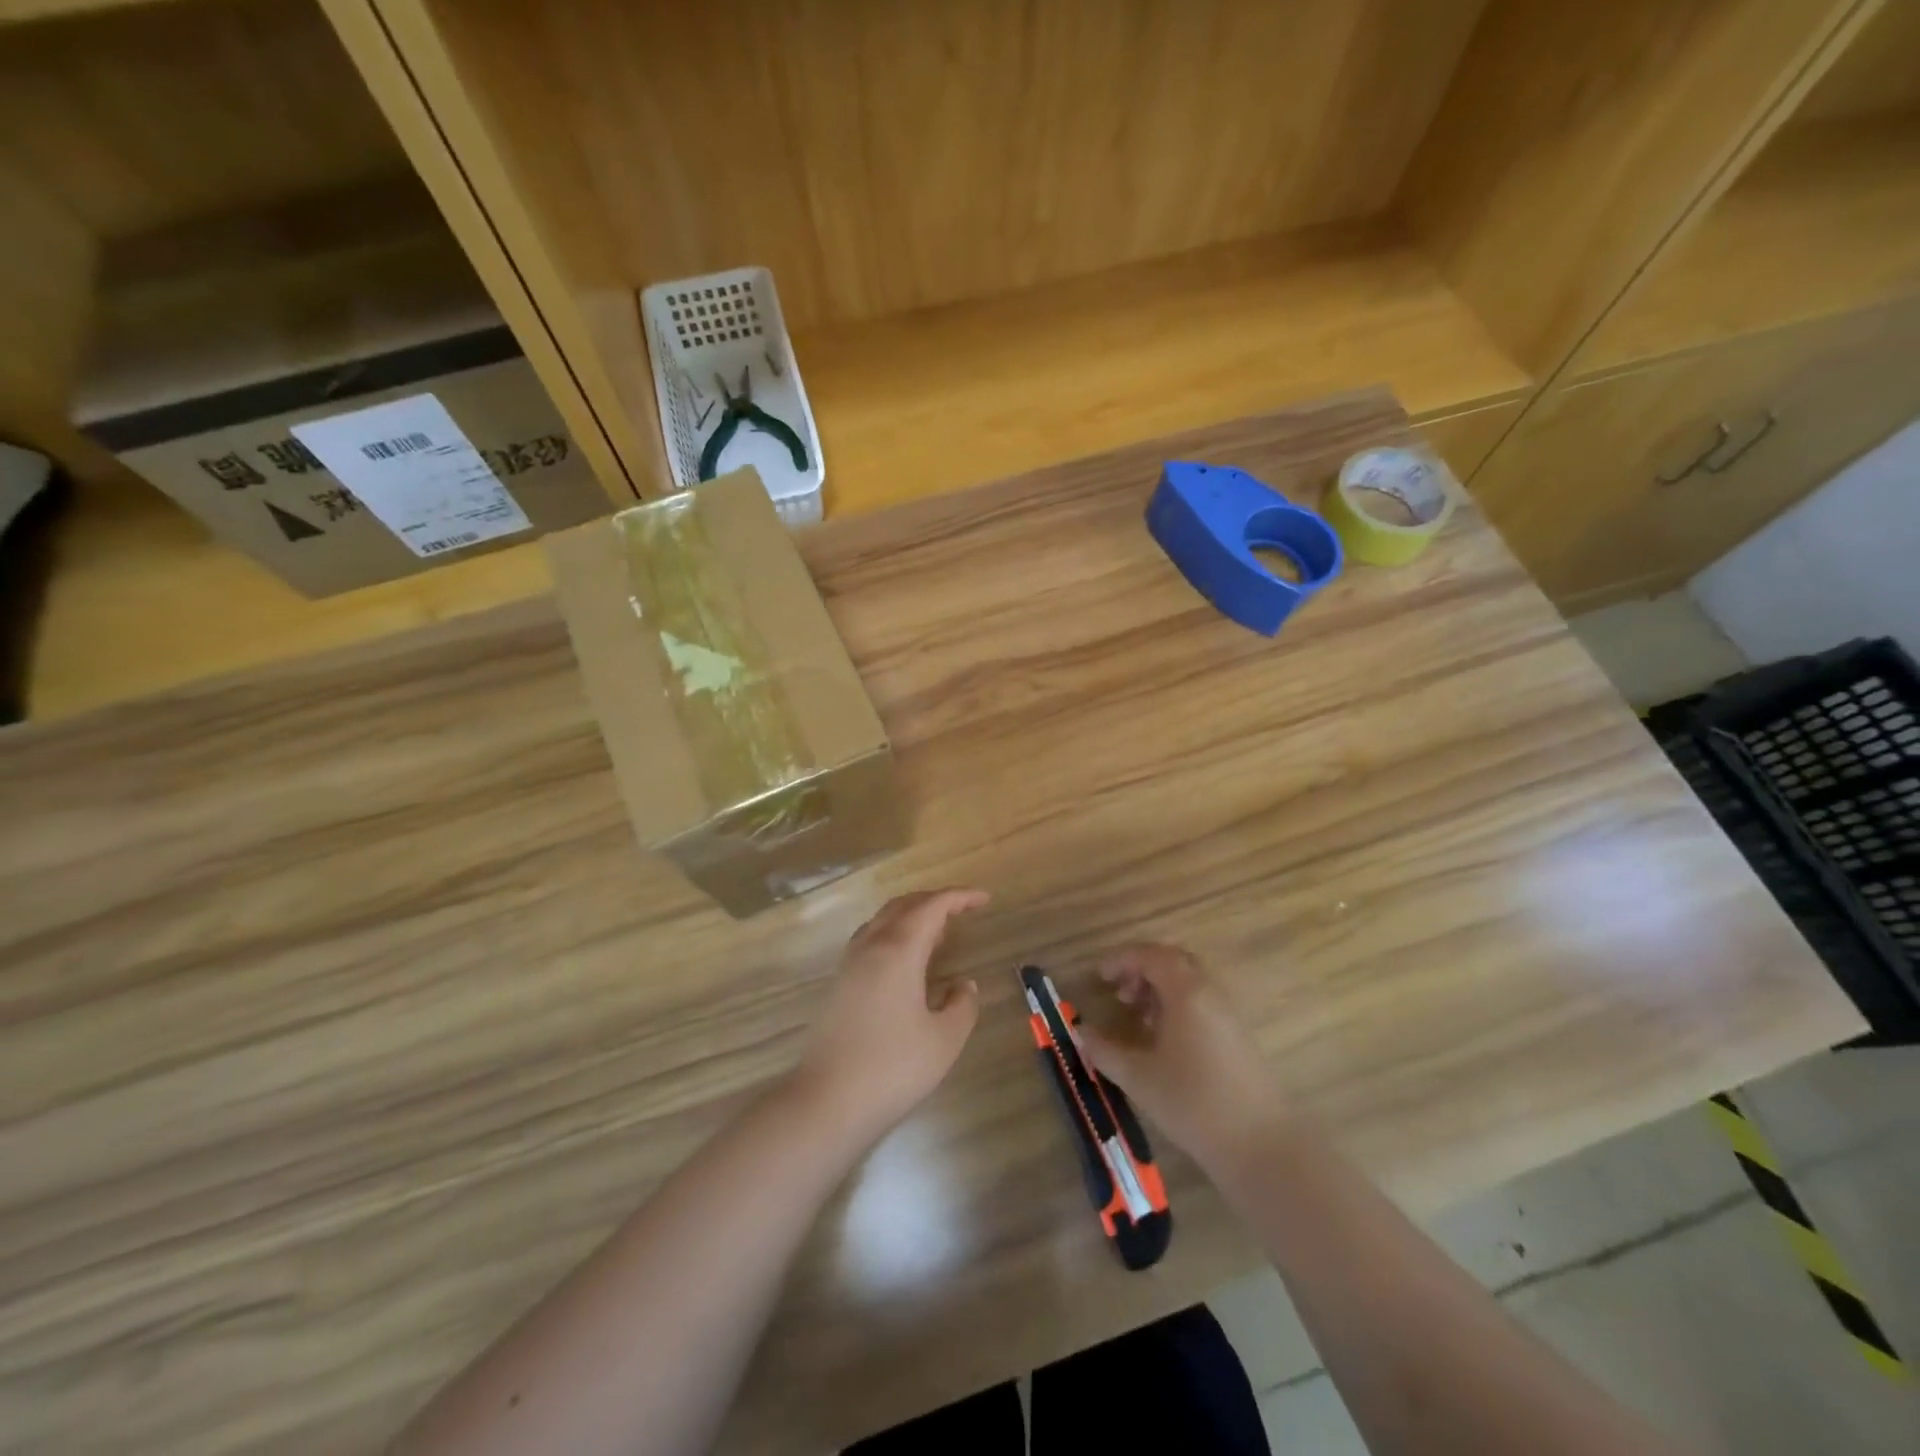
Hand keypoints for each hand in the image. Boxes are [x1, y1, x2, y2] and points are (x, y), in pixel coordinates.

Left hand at [793, 889, 988, 1142]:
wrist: (827, 1102)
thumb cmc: (893, 1068)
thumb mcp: (944, 1039)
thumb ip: (962, 1005)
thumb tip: (962, 985)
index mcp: (898, 950)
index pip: (932, 906)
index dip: (960, 897)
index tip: (984, 899)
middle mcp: (870, 946)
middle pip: (903, 905)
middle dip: (935, 900)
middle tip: (963, 910)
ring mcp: (849, 964)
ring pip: (882, 920)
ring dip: (912, 916)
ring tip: (938, 934)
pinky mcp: (838, 984)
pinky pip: (870, 940)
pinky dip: (894, 934)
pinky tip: (907, 962)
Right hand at [1078, 944, 1285, 1171]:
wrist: (1260, 1145)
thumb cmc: (1193, 1103)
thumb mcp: (1139, 1078)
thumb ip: (1105, 1051)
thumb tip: (1082, 1032)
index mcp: (1187, 992)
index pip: (1151, 955)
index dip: (1122, 959)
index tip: (1100, 976)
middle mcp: (1211, 992)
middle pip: (1174, 961)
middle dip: (1143, 969)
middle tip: (1120, 993)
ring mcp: (1230, 1013)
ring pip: (1191, 982)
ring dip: (1161, 988)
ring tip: (1139, 1017)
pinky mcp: (1239, 1035)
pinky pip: (1204, 1002)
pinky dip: (1179, 1005)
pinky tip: (1165, 1039)